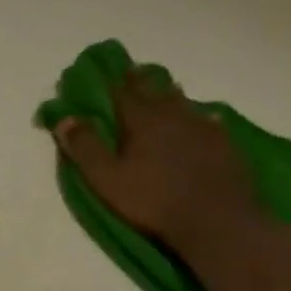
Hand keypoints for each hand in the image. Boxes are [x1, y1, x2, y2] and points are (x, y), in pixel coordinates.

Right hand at [53, 75, 261, 248]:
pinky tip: (204, 119)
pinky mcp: (225, 144)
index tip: (104, 70)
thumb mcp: (106, 178)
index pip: (122, 92)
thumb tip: (64, 118)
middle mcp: (173, 115)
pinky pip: (209, 121)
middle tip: (134, 71)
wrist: (217, 220)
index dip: (111, 80)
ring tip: (165, 90)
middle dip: (141, 80)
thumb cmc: (153, 200)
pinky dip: (199, 116)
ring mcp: (203, 128)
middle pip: (155, 90)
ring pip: (183, 102)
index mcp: (142, 120)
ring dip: (170, 94)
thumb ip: (85, 147)